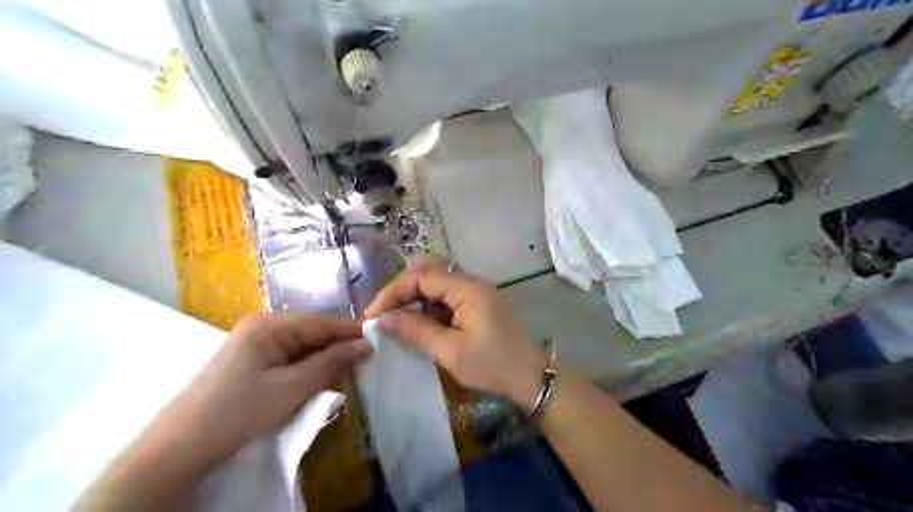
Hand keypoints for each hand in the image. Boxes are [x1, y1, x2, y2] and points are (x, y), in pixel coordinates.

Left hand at [158, 314, 370, 465]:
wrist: (180, 448)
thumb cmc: (239, 412)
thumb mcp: (292, 387)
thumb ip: (331, 362)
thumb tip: (365, 344)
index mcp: (270, 324)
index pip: (322, 322)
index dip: (351, 332)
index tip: (379, 343)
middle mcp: (264, 326)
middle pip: (313, 332)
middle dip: (338, 349)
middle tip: (364, 365)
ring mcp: (256, 343)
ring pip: (303, 346)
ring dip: (324, 361)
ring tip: (345, 375)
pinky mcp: (253, 360)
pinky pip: (290, 358)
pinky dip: (307, 369)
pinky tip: (318, 381)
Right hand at [367, 258, 548, 409]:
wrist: (533, 377)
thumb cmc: (493, 365)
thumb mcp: (451, 352)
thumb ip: (416, 331)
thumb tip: (382, 319)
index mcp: (467, 288)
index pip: (420, 276)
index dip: (393, 292)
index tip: (373, 315)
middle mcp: (471, 282)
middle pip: (429, 270)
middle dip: (403, 289)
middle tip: (386, 314)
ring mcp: (476, 291)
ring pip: (437, 281)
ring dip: (416, 296)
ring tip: (399, 321)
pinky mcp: (478, 303)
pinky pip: (447, 295)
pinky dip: (430, 305)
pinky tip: (421, 323)